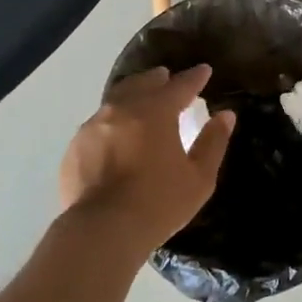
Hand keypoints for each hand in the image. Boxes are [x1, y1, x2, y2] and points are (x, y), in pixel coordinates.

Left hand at [59, 66, 234, 255]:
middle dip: (159, 79)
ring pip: (116, 99)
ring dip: (132, 95)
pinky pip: (97, 123)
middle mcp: (122, 109)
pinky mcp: (75, 146)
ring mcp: (94, 125)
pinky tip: (115, 135)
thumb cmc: (158, 203)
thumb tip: (226, 115)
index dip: (194, 77)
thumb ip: (213, 142)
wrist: (102, 230)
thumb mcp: (199, 177)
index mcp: (155, 111)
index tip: (204, 70)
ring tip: (140, 100)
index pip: (180, 85)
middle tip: (168, 79)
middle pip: (143, 83)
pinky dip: (112, 121)